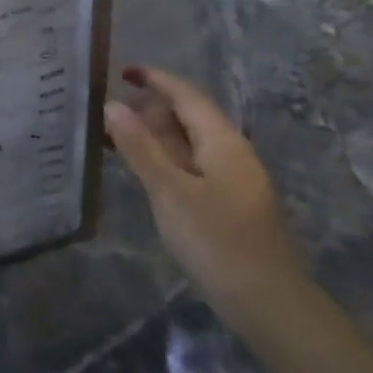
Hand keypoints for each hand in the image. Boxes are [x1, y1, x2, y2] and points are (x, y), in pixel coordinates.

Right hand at [104, 67, 306, 324]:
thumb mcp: (170, 192)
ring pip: (189, 142)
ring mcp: (232, 178)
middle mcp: (231, 152)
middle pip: (188, 116)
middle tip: (106, 110)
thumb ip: (140, 147)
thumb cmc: (216, 242)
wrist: (266, 302)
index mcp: (223, 141)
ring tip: (115, 135)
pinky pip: (191, 164)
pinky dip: (164, 157)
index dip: (155, 79)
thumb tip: (112, 105)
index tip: (122, 70)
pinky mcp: (227, 202)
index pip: (187, 95)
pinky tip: (144, 169)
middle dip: (150, 107)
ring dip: (154, 134)